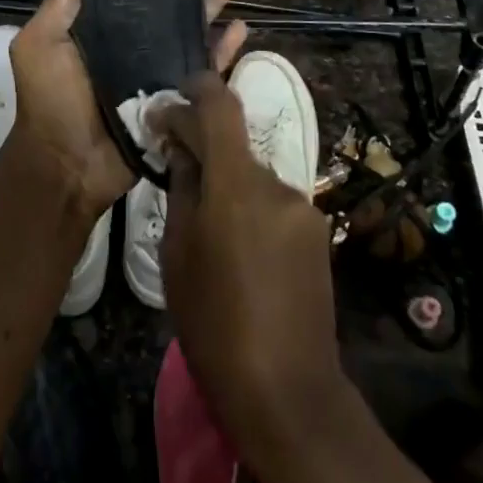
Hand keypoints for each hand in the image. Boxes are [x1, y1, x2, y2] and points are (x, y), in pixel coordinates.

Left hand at [7, 0, 248, 219]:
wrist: (68, 165)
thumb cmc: (50, 101)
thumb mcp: (41, 47)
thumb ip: (56, 5)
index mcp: (97, 24)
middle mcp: (129, 39)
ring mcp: (155, 66)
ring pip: (190, 25)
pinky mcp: (175, 94)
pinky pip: (203, 67)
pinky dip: (222, 48)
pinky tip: (241, 27)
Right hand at [154, 71, 346, 467]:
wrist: (287, 392)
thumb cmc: (214, 324)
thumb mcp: (178, 254)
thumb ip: (182, 189)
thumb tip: (181, 149)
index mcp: (236, 184)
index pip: (220, 105)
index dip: (194, 90)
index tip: (165, 108)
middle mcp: (276, 183)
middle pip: (234, 143)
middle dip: (202, 148)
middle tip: (173, 169)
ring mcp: (303, 207)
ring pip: (252, 175)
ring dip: (227, 183)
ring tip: (205, 224)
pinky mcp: (317, 231)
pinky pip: (272, 202)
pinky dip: (249, 207)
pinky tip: (238, 248)